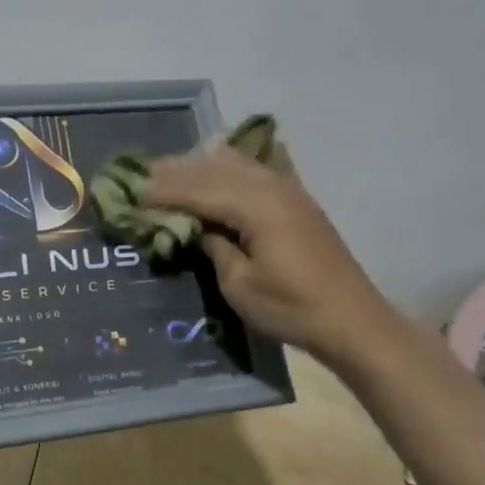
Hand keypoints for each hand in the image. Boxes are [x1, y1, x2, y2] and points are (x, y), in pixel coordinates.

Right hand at [142, 147, 397, 365]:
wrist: (354, 322)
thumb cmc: (292, 309)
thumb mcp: (240, 285)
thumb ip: (213, 246)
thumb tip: (193, 226)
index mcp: (256, 206)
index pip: (197, 190)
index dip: (162, 192)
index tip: (130, 193)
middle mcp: (271, 187)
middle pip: (213, 169)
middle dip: (175, 172)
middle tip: (139, 175)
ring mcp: (288, 190)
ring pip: (234, 163)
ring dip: (199, 165)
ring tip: (168, 170)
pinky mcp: (297, 200)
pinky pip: (253, 170)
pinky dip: (225, 167)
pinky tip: (214, 167)